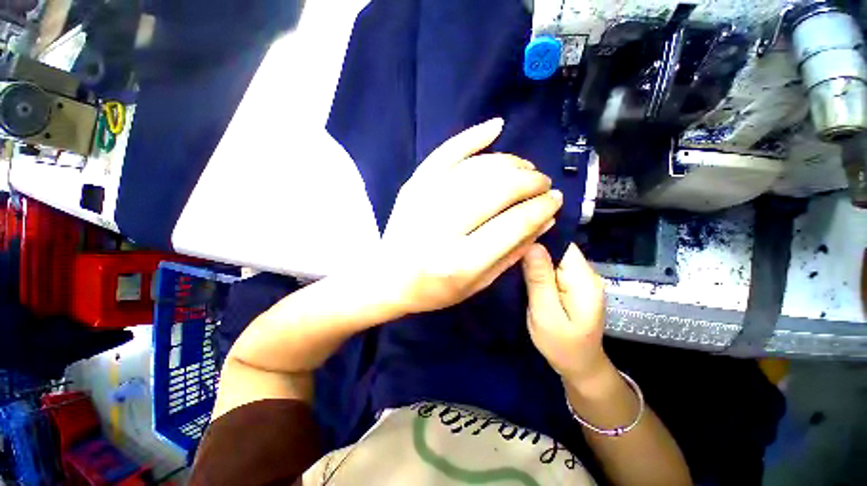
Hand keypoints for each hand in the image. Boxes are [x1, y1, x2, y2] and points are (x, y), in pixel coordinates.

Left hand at [378, 118, 562, 313]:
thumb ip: (513, 252)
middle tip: (542, 183)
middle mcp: (441, 227)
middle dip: (529, 182)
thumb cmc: (435, 289)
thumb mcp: (479, 283)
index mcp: (460, 261)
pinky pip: (446, 153)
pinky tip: (496, 127)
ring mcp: (423, 201)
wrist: (388, 278)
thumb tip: (545, 218)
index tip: (555, 199)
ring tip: (525, 169)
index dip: (540, 207)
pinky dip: (472, 136)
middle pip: (497, 189)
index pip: (513, 224)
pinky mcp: (413, 185)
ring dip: (509, 163)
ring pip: (477, 168)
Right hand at [522, 243, 609, 383]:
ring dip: (532, 259)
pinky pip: (552, 269)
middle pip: (557, 249)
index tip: (514, 240)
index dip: (538, 238)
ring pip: (553, 258)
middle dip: (533, 249)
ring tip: (510, 260)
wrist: (579, 367)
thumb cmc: (562, 345)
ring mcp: (579, 279)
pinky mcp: (571, 286)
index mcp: (583, 279)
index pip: (562, 244)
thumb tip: (532, 245)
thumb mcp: (546, 314)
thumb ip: (539, 280)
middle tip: (507, 252)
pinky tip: (522, 272)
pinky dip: (536, 269)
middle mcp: (585, 274)